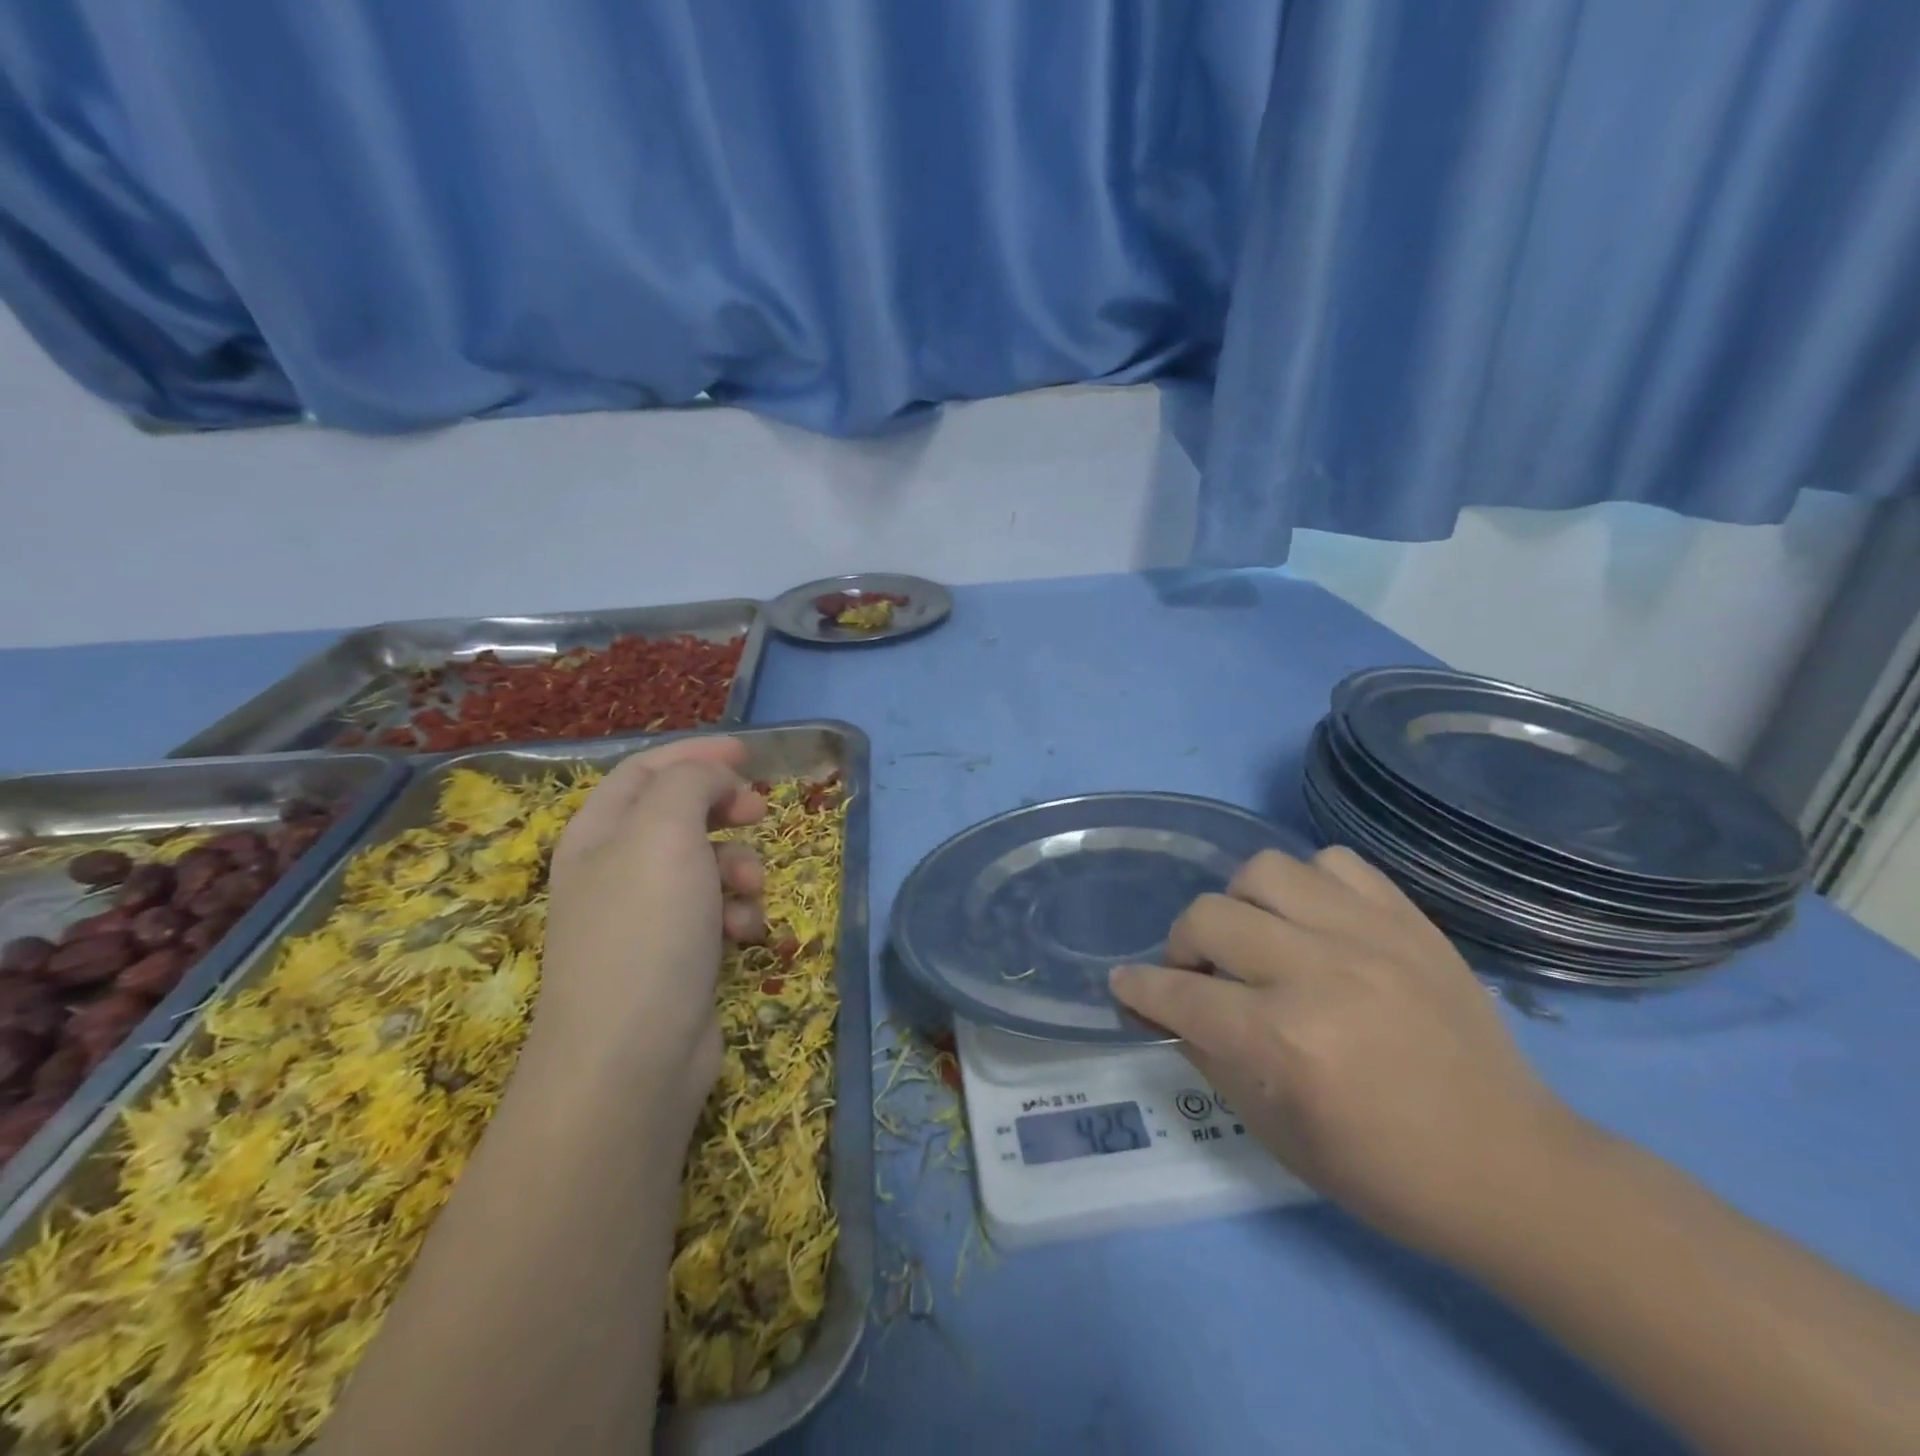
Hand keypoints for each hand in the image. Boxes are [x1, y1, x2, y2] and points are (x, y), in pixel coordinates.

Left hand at [536, 737, 765, 1114]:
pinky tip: (744, 935)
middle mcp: (617, 869)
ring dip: (740, 867)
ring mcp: (646, 916)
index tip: (749, 752)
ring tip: (750, 889)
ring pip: (707, 864)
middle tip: (760, 812)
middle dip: (725, 809)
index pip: (646, 770)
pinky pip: (716, 913)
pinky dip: (737, 914)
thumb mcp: (664, 833)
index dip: (696, 753)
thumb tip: (715, 777)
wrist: (632, 1058)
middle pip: (679, 814)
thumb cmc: (645, 930)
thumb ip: (689, 783)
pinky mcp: (677, 956)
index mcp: (598, 832)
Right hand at [1110, 847, 1591, 1258]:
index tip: (1123, 985)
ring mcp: (1371, 937)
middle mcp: (1321, 973)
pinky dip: (1309, 886)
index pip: (1181, 995)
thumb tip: (1169, 1011)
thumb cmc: (1387, 1173)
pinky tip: (1313, 922)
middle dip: (1182, 947)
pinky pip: (1336, 864)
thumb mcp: (1278, 1135)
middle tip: (1197, 975)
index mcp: (1287, 1042)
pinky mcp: (1409, 922)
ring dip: (1240, 904)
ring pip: (1265, 870)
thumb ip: (1213, 1059)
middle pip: (1210, 917)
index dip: (1140, 990)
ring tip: (1255, 939)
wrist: (1516, 1170)